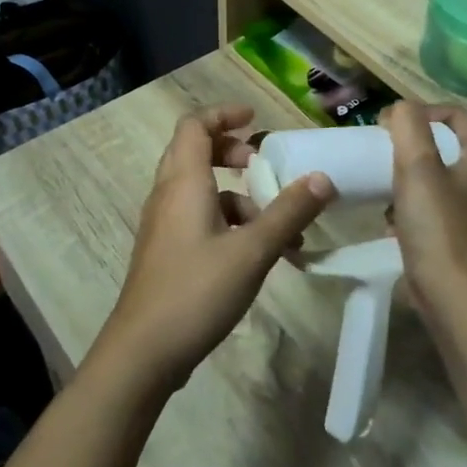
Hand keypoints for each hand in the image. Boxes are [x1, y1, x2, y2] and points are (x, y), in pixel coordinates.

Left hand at [95, 105, 333, 392]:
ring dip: (237, 196)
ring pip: (200, 190)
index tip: (256, 119)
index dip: (224, 114)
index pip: (195, 125)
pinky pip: (198, 218)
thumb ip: (289, 212)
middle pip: (195, 152)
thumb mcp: (252, 251)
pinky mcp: (166, 252)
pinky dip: (228, 222)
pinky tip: (258, 255)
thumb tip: (323, 178)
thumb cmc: (196, 291)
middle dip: (231, 152)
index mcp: (183, 182)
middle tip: (262, 165)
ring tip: (277, 226)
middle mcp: (167, 195)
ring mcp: (164, 225)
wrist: (143, 352)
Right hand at [383, 102, 466, 312]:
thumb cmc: (436, 223)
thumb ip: (408, 126)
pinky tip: (390, 218)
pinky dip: (410, 205)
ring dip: (406, 177)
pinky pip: (431, 206)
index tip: (387, 126)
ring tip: (383, 184)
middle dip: (410, 146)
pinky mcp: (458, 234)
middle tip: (382, 152)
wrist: (450, 291)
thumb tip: (400, 109)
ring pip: (434, 177)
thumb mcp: (417, 165)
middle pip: (443, 145)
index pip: (454, 115)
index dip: (420, 112)